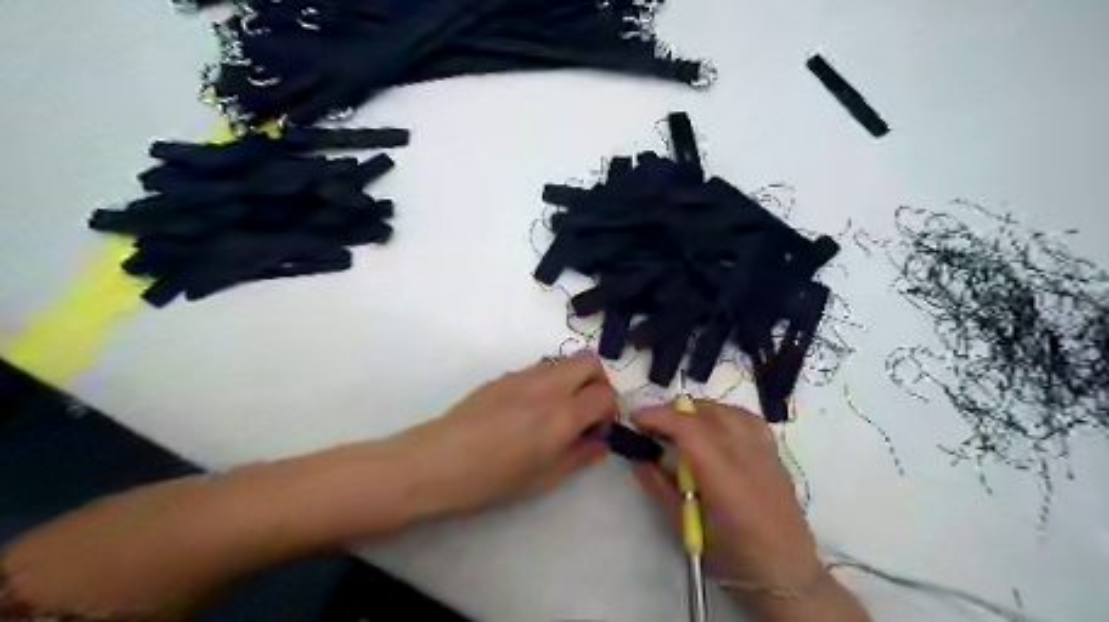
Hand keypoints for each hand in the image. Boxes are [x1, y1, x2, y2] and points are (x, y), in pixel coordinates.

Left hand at [387, 353, 613, 517]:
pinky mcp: (505, 375)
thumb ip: (578, 455)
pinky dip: (549, 381)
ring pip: (564, 361)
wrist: (439, 461)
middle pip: (590, 362)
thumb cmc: (493, 479)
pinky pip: (540, 368)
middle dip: (598, 382)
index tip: (598, 429)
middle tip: (587, 410)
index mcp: (563, 414)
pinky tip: (530, 409)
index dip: (610, 411)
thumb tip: (598, 443)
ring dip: (573, 379)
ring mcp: (525, 376)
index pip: (605, 395)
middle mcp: (549, 386)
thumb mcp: (543, 477)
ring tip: (558, 409)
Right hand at [633, 401, 821, 590]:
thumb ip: (659, 487)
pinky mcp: (774, 452)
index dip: (658, 416)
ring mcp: (764, 451)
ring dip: (697, 412)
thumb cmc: (731, 556)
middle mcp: (746, 455)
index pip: (688, 428)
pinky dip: (722, 416)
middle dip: (673, 412)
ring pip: (725, 410)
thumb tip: (637, 457)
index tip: (636, 419)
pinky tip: (713, 429)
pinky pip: (745, 418)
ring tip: (680, 428)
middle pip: (705, 413)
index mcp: (723, 478)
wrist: (787, 572)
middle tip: (652, 428)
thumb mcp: (685, 527)